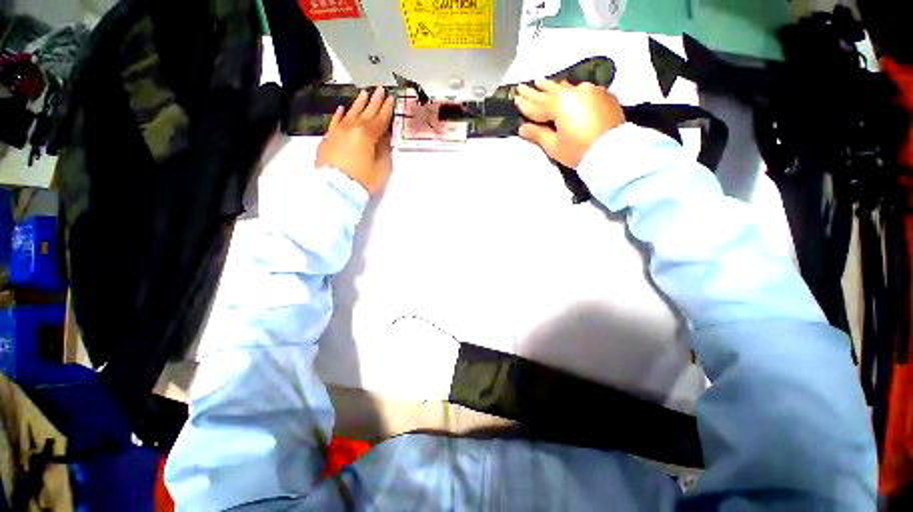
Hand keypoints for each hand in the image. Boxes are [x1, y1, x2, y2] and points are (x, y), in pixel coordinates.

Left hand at [316, 87, 395, 194]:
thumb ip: (384, 150)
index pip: (380, 119)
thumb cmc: (362, 180)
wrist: (335, 188)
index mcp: (367, 134)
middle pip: (366, 112)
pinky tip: (342, 108)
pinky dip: (340, 115)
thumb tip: (384, 139)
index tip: (392, 99)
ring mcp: (338, 132)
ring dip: (359, 103)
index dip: (387, 109)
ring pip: (350, 113)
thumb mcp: (381, 168)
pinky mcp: (328, 138)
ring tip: (364, 93)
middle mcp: (351, 128)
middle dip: (374, 101)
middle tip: (380, 89)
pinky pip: (335, 122)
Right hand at [514, 80, 625, 168]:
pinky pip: (581, 89)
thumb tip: (521, 128)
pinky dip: (570, 90)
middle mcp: (574, 92)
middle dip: (535, 90)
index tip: (515, 97)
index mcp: (559, 105)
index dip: (525, 103)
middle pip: (550, 92)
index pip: (537, 105)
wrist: (613, 151)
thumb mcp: (554, 146)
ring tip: (541, 80)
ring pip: (566, 87)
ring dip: (552, 86)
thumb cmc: (578, 150)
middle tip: (523, 85)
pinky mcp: (603, 94)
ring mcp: (590, 91)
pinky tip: (566, 87)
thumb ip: (537, 134)